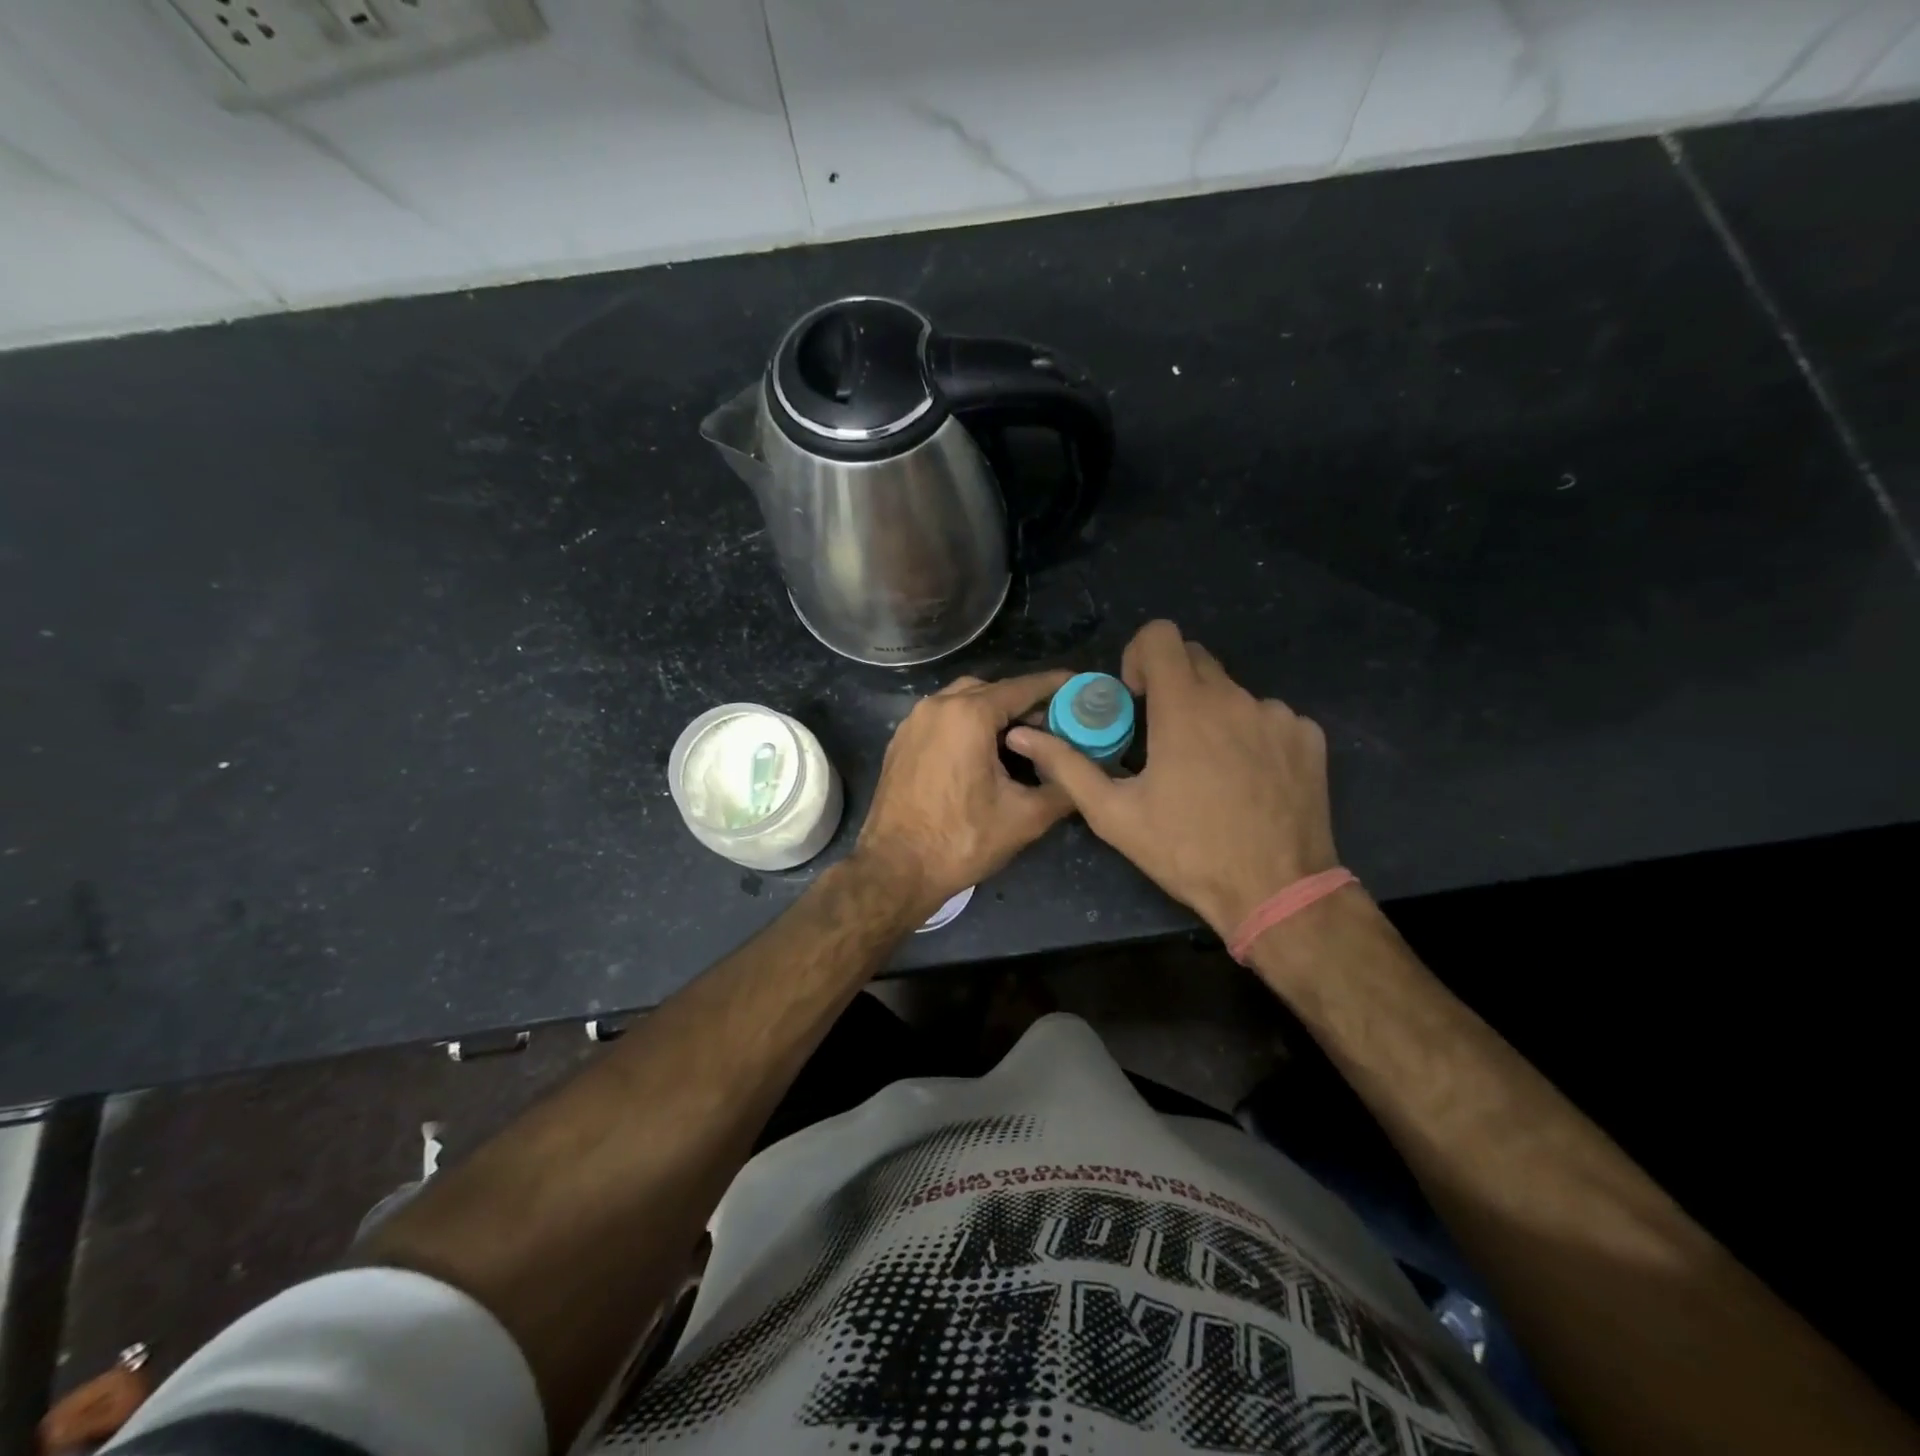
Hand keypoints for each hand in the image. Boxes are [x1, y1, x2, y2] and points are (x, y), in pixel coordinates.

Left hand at [855, 670, 1073, 917]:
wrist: (895, 869)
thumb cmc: (962, 840)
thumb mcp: (1025, 818)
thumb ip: (1062, 787)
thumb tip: (1082, 774)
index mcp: (968, 715)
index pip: (1021, 688)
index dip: (1054, 685)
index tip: (1078, 685)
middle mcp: (937, 707)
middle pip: (990, 689)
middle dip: (1022, 701)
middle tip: (1051, 722)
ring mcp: (913, 723)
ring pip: (961, 701)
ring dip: (991, 712)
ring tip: (1019, 738)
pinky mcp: (900, 742)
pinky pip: (940, 719)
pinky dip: (965, 724)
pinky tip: (981, 752)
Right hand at [1007, 621, 1337, 936]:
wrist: (1276, 891)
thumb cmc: (1186, 851)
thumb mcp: (1114, 814)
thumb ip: (1067, 765)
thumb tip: (1023, 735)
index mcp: (1185, 707)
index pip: (1161, 635)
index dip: (1140, 655)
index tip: (1135, 696)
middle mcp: (1235, 698)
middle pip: (1196, 658)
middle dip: (1172, 683)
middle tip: (1163, 734)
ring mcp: (1278, 716)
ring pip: (1233, 692)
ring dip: (1212, 714)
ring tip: (1209, 770)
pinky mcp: (1309, 737)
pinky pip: (1270, 717)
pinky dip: (1251, 735)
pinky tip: (1248, 780)